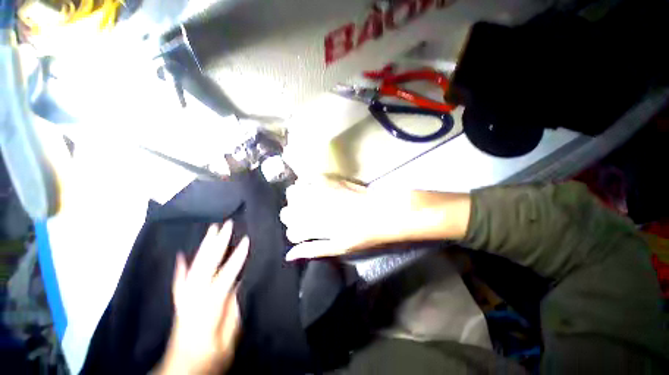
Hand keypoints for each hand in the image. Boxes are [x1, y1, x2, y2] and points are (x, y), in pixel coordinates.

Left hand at [156, 222, 248, 374]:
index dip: (237, 258)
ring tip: (211, 230)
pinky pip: (180, 280)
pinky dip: (182, 266)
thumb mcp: (228, 339)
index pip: (224, 277)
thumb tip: (239, 284)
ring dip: (203, 247)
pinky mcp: (181, 302)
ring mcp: (185, 299)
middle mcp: (193, 299)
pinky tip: (182, 255)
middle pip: (205, 266)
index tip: (247, 240)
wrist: (181, 372)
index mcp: (208, 308)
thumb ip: (233, 310)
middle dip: (217, 243)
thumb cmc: (210, 358)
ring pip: (193, 267)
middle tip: (226, 225)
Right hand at [280, 177, 470, 261]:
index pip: (291, 231)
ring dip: (295, 199)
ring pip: (293, 193)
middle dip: (291, 216)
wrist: (383, 211)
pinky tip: (311, 188)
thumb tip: (290, 256)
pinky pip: (308, 178)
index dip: (293, 233)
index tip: (300, 234)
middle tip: (302, 218)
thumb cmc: (364, 234)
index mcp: (317, 227)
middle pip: (287, 211)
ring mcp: (321, 191)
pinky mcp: (330, 179)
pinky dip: (305, 183)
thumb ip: (313, 249)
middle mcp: (314, 207)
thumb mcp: (339, 247)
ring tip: (304, 202)